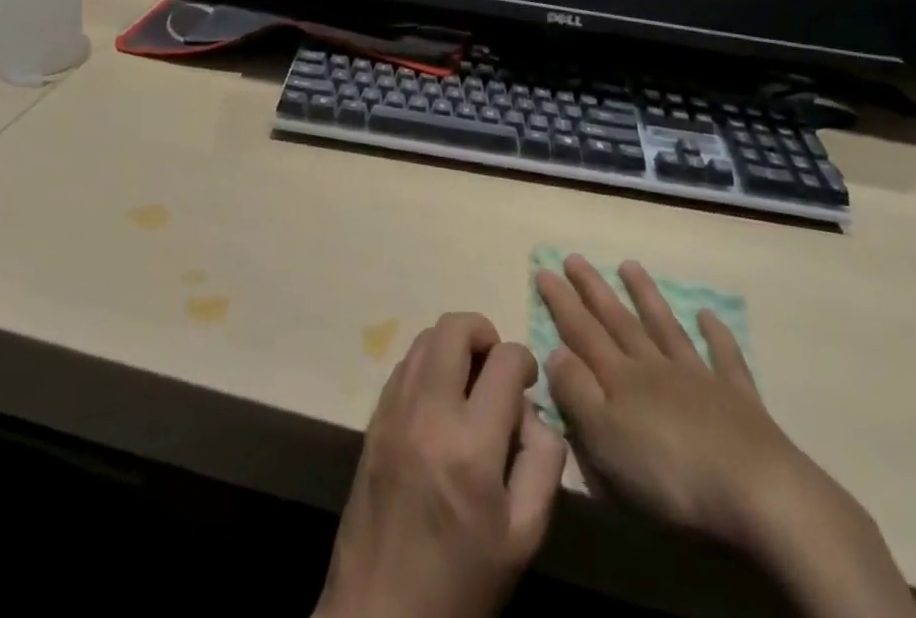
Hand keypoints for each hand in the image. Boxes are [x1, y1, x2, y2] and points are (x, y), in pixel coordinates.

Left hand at [317, 312, 566, 617]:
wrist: (380, 614)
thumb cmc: (461, 583)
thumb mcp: (523, 537)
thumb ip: (542, 463)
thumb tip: (533, 411)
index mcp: (471, 445)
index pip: (504, 360)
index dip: (523, 360)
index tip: (527, 381)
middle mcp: (428, 412)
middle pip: (454, 327)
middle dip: (484, 333)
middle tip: (496, 367)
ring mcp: (393, 411)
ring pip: (424, 338)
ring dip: (452, 346)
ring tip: (469, 382)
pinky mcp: (373, 420)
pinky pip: (403, 366)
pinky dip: (426, 365)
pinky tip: (438, 401)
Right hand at [538, 255, 915, 617]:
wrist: (759, 494)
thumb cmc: (671, 475)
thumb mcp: (606, 441)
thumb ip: (577, 393)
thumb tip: (555, 350)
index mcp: (622, 381)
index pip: (582, 332)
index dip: (561, 302)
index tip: (544, 269)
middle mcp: (656, 368)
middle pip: (619, 322)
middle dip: (594, 290)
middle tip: (576, 258)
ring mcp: (699, 379)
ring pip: (665, 328)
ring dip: (646, 297)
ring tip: (630, 266)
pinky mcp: (739, 401)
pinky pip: (724, 358)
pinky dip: (716, 334)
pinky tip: (708, 315)